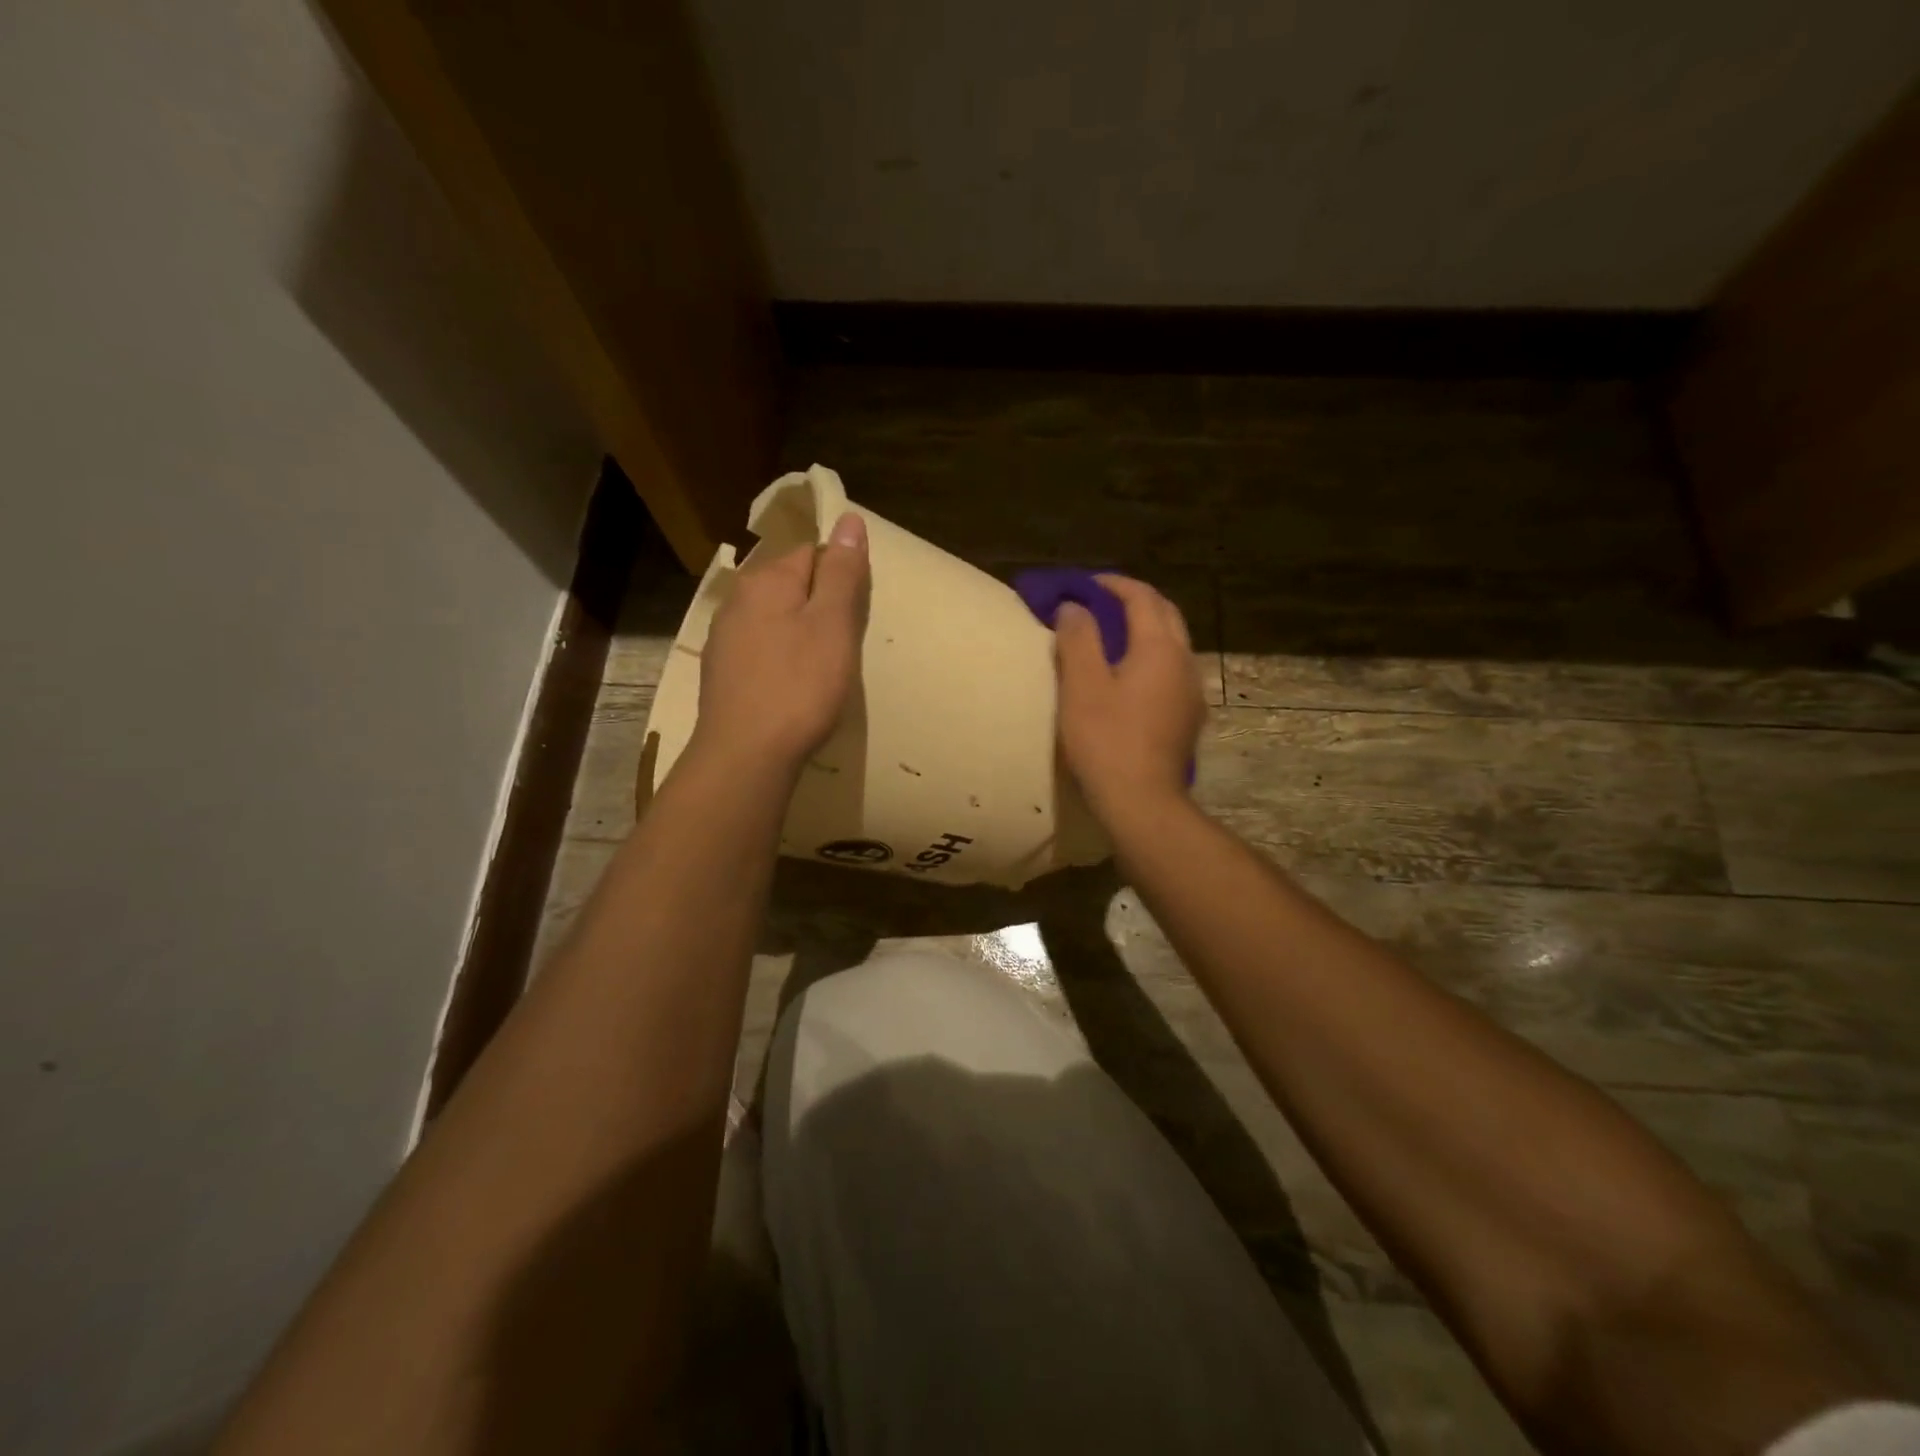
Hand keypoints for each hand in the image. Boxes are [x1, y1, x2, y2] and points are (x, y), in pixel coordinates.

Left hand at [691, 511, 869, 772]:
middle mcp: (737, 599)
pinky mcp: (722, 672)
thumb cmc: (799, 687)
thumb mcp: (833, 625)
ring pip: (775, 619)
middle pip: (791, 585)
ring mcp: (724, 637)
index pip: (812, 552)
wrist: (745, 755)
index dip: (840, 577)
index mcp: (766, 580)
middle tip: (845, 644)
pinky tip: (792, 686)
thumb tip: (849, 518)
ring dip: (800, 633)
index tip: (856, 614)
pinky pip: (761, 648)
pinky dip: (781, 658)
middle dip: (820, 605)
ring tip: (822, 668)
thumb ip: (841, 572)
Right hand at [1054, 575, 1204, 817]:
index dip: (1113, 585)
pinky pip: (1172, 671)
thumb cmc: (1106, 740)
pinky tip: (1130, 677)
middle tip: (1100, 605)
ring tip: (1112, 638)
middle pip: (1165, 614)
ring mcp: (1192, 691)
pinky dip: (1151, 657)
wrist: (1142, 801)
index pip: (1142, 597)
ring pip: (1173, 643)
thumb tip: (1075, 607)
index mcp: (1160, 648)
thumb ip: (1078, 638)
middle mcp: (1185, 661)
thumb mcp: (1081, 685)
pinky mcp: (1189, 717)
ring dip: (1145, 629)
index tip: (1085, 585)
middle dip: (1135, 601)